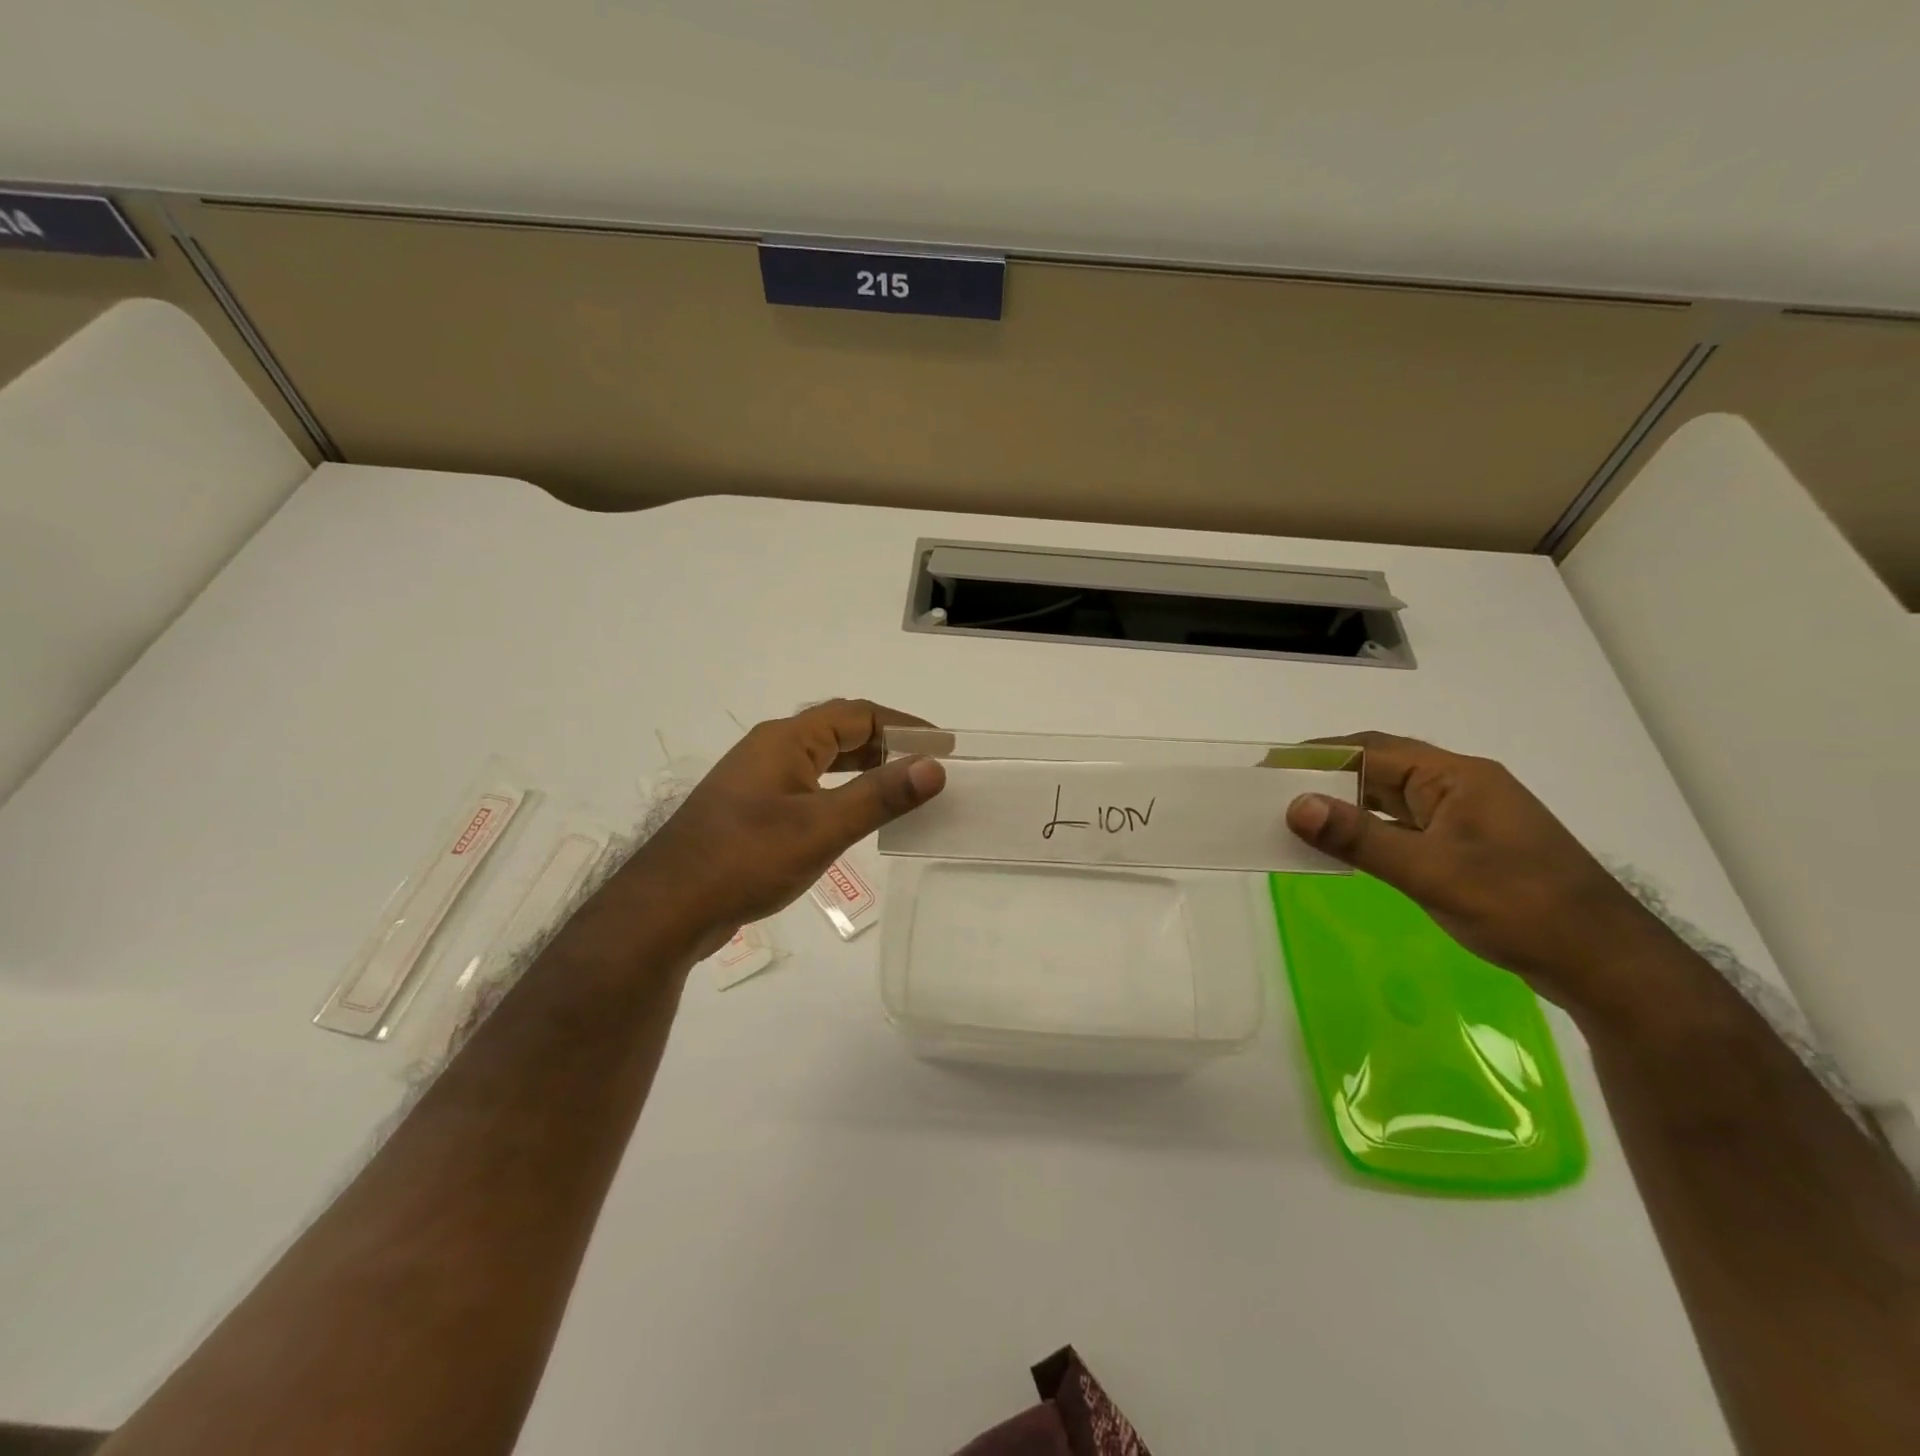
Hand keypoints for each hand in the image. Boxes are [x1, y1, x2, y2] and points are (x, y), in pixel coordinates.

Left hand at [624, 699, 944, 945]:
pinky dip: (841, 793)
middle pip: (839, 733)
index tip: (943, 746)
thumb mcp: (822, 828)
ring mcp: (758, 782)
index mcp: (787, 740)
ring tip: (903, 789)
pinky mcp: (751, 812)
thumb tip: (934, 766)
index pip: (857, 715)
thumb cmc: (746, 858)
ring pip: (823, 762)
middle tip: (929, 768)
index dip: (904, 726)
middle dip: (886, 746)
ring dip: (864, 769)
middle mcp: (771, 751)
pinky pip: (809, 788)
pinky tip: (854, 818)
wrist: (667, 908)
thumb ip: (880, 797)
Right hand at [1285, 731, 1673, 1020]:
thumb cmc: (1520, 907)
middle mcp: (1461, 787)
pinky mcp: (1470, 848)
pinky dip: (1370, 830)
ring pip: (1393, 799)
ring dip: (1348, 804)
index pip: (1372, 751)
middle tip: (1274, 792)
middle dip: (1328, 777)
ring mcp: (1468, 818)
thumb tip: (1295, 804)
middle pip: (1381, 769)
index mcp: (1456, 777)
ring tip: (1297, 816)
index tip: (1269, 766)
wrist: (1606, 964)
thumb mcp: (1430, 872)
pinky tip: (1346, 847)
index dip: (1317, 755)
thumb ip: (1359, 838)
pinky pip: (1406, 827)